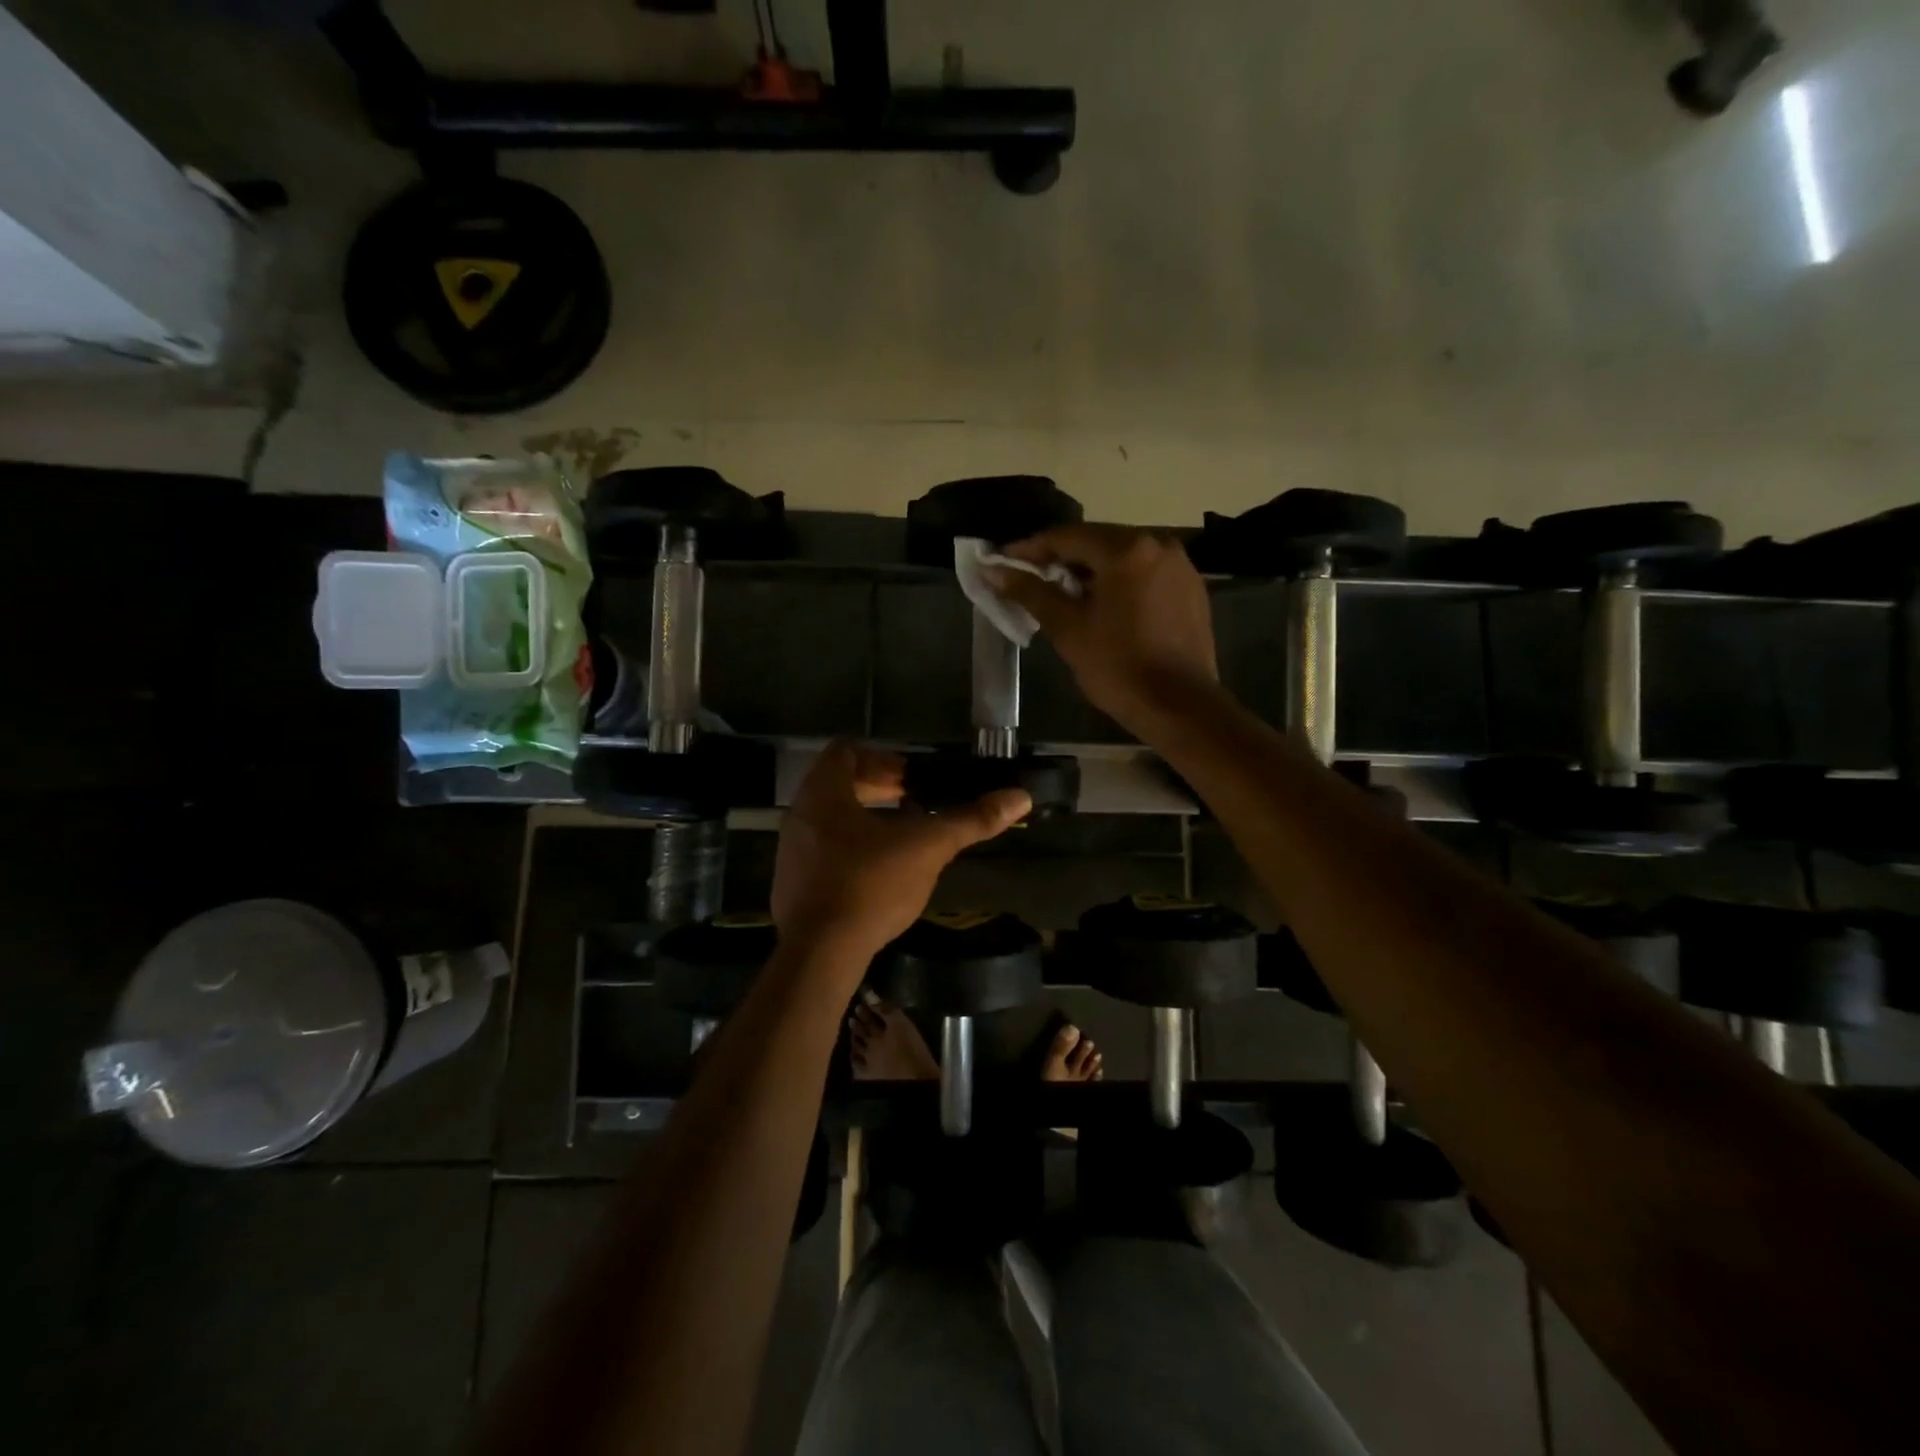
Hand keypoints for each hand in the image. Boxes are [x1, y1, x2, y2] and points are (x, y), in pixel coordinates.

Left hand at [771, 741, 1029, 959]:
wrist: (819, 953)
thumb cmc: (870, 885)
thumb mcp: (927, 848)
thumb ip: (971, 820)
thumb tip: (1020, 797)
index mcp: (823, 793)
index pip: (845, 752)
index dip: (882, 758)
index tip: (911, 779)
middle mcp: (800, 814)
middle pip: (838, 784)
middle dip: (878, 789)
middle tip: (913, 802)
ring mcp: (791, 851)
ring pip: (830, 819)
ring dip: (865, 819)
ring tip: (902, 837)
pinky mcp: (791, 884)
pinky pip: (821, 851)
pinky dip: (850, 849)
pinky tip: (878, 874)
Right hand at [990, 524, 1218, 734]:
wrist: (1180, 707)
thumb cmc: (1118, 667)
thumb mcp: (1068, 629)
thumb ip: (1030, 592)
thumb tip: (993, 571)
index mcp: (1127, 550)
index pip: (1067, 537)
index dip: (1030, 549)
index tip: (1003, 562)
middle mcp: (1158, 546)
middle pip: (1098, 543)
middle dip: (1062, 560)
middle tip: (1031, 580)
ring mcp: (1181, 567)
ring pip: (1124, 559)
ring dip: (1091, 572)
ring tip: (1065, 596)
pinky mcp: (1192, 591)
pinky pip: (1145, 576)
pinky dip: (1120, 584)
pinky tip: (1104, 608)